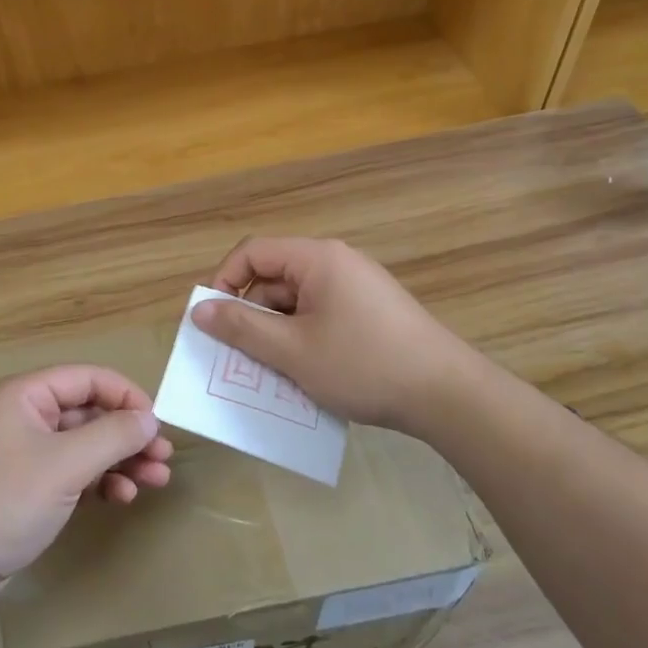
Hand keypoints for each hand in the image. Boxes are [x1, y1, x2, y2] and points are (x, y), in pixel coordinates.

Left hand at [0, 366, 172, 604]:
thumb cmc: (3, 501)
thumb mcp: (65, 465)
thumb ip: (113, 436)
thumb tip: (150, 418)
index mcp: (25, 395)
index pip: (87, 378)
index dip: (126, 396)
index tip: (158, 423)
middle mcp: (23, 417)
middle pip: (88, 413)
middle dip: (127, 434)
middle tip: (163, 458)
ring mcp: (22, 455)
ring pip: (82, 446)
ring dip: (119, 461)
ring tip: (155, 481)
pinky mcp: (23, 490)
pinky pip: (70, 474)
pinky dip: (97, 482)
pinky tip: (120, 498)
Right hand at [192, 237, 481, 436]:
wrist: (448, 394)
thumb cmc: (363, 364)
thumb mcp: (292, 351)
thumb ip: (242, 327)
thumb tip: (199, 309)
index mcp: (317, 258)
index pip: (253, 252)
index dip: (224, 281)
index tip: (211, 321)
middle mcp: (337, 262)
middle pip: (275, 277)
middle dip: (252, 314)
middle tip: (240, 357)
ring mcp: (357, 287)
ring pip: (297, 302)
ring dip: (277, 332)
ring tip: (273, 372)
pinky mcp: (371, 312)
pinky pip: (321, 315)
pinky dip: (304, 339)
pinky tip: (306, 373)